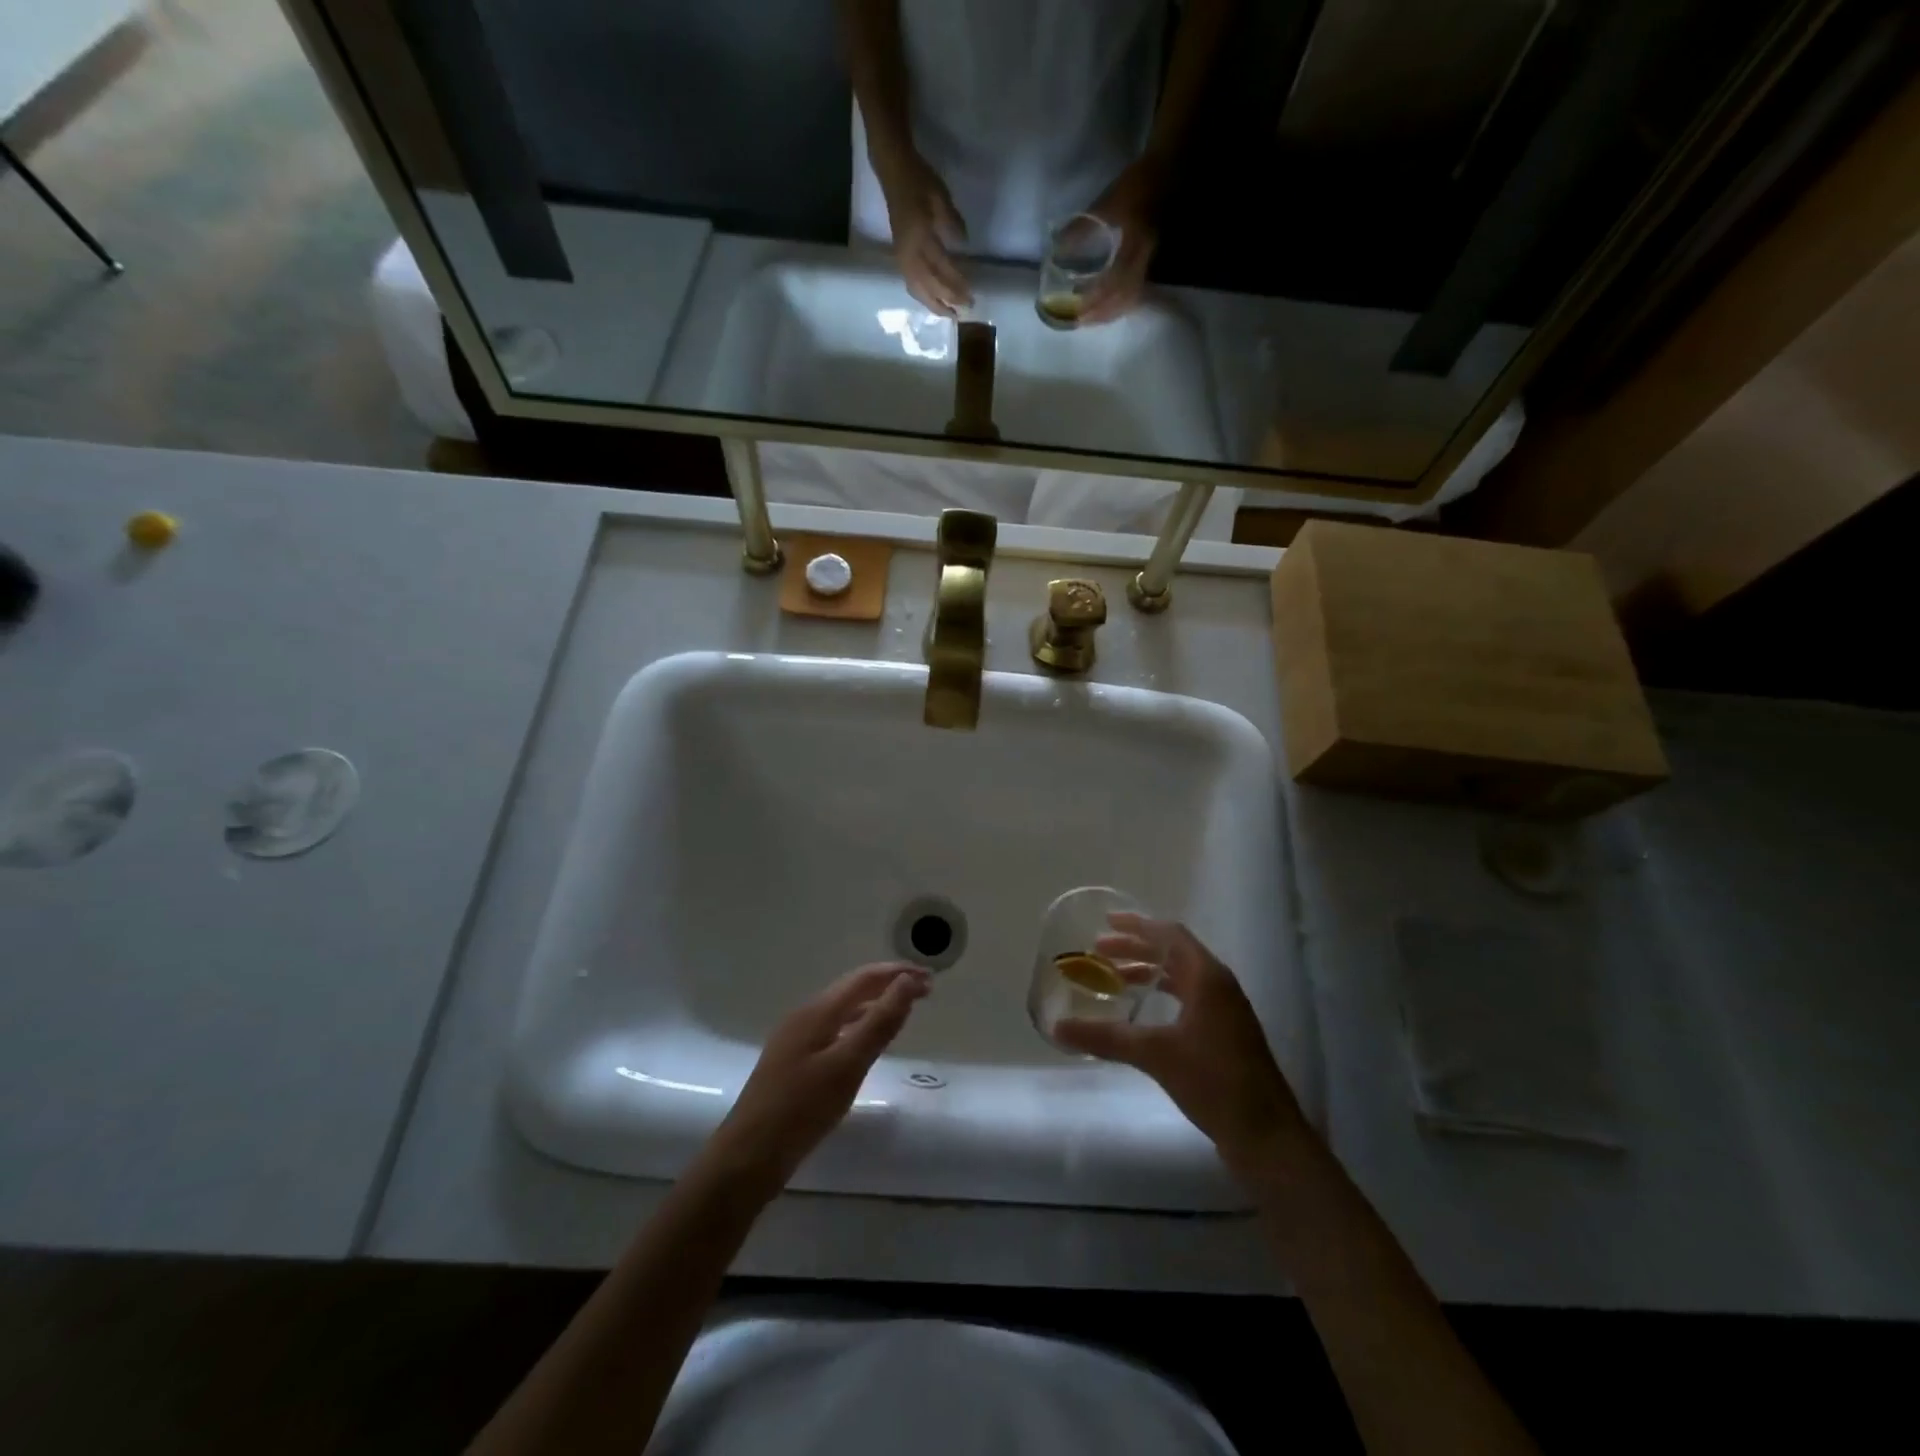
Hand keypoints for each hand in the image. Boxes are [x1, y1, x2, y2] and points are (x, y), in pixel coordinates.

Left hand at [705, 963, 929, 1200]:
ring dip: (874, 1005)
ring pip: (842, 1010)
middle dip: (888, 986)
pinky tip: (866, 1045)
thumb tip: (908, 981)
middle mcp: (805, 1016)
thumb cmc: (801, 1109)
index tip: (930, 979)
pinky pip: (834, 1030)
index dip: (897, 973)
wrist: (747, 1157)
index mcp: (818, 1011)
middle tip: (924, 993)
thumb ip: (880, 1022)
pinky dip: (858, 1026)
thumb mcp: (848, 1065)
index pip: (864, 978)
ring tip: (902, 1013)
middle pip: (852, 990)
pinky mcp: (793, 1062)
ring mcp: (796, 1039)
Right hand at [875, 147, 972, 316]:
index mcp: (920, 236)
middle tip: (963, 311)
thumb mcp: (941, 197)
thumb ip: (952, 222)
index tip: (970, 295)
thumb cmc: (920, 181)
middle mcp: (909, 252)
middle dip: (947, 300)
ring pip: (917, 289)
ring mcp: (902, 256)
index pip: (941, 268)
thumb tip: (962, 245)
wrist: (894, 171)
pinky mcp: (899, 256)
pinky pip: (910, 283)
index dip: (956, 284)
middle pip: (929, 285)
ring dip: (933, 304)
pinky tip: (931, 301)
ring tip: (948, 314)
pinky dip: (922, 296)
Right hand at [1054, 914, 1304, 1173]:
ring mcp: (1225, 1011)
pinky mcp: (1225, 1035)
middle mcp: (1219, 986)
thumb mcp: (1155, 1054)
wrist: (1266, 1135)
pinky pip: (1188, 998)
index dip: (1138, 925)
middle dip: (1137, 948)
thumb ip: (1105, 1037)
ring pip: (1181, 977)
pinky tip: (1142, 1014)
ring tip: (1114, 979)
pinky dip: (1161, 995)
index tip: (1106, 921)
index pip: (1170, 935)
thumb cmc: (1213, 1080)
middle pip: (1174, 953)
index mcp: (1208, 977)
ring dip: (1148, 972)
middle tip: (1099, 950)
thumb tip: (1056, 1028)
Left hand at [1081, 154, 1168, 323]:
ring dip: (1109, 313)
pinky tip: (1106, 309)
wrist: (1167, 171)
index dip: (1096, 299)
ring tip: (1089, 319)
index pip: (1115, 283)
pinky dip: (1118, 305)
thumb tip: (1058, 249)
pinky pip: (1135, 293)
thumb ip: (1083, 227)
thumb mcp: (1108, 202)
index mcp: (1136, 246)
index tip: (1078, 307)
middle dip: (1100, 313)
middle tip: (1079, 321)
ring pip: (1130, 299)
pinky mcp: (1148, 263)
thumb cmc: (1136, 184)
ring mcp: (1148, 263)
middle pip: (1123, 298)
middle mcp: (1144, 260)